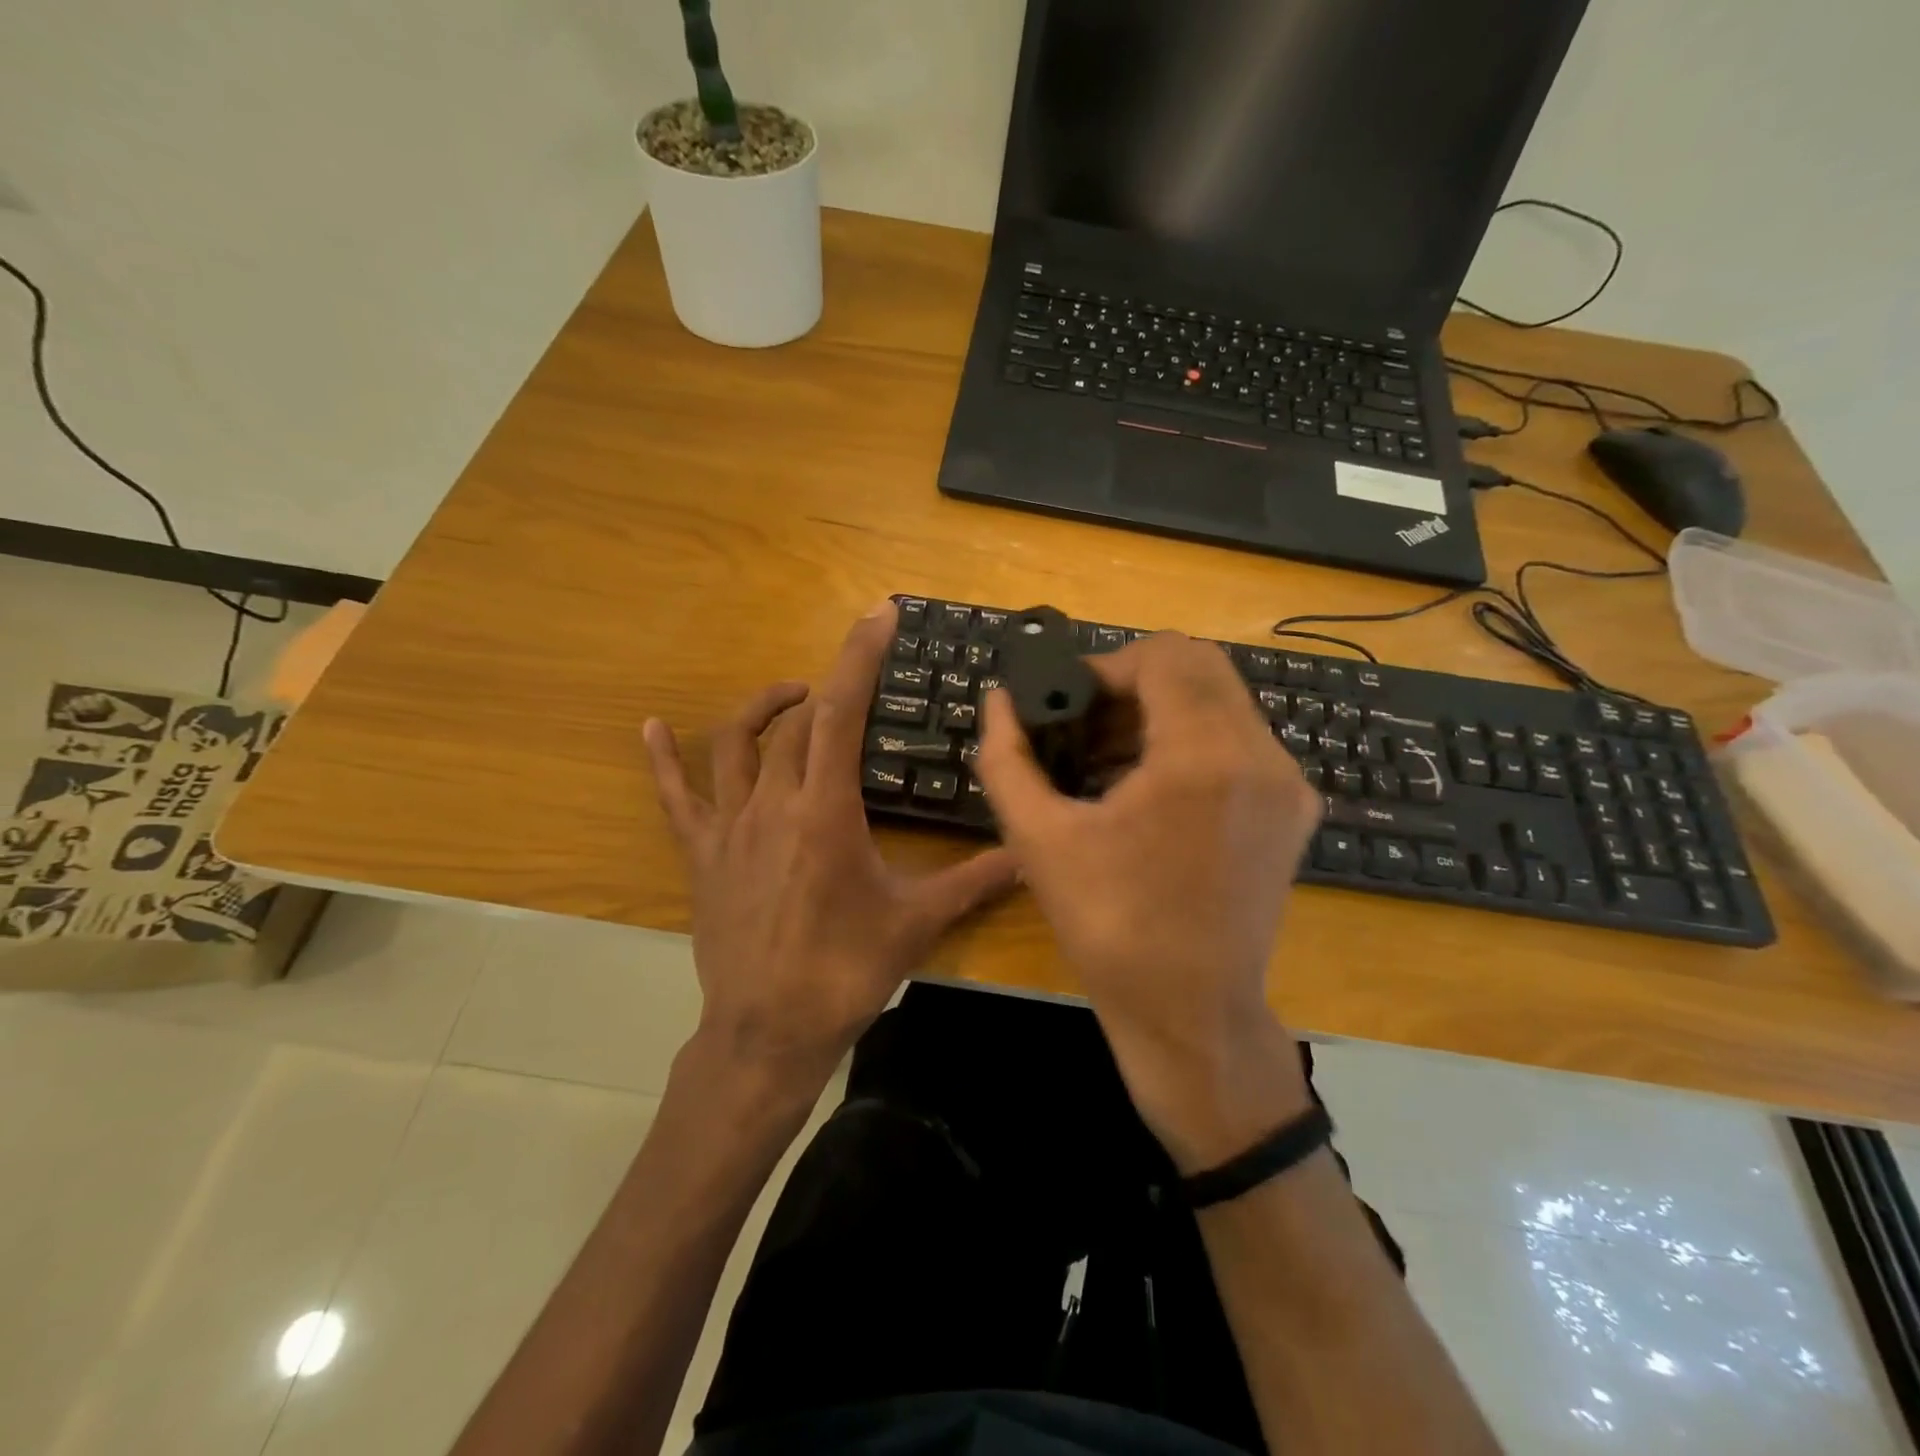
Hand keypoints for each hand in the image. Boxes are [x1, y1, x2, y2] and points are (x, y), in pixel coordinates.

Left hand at [644, 602, 1017, 1090]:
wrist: (767, 1033)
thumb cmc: (844, 972)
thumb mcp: (916, 922)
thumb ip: (974, 881)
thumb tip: (1028, 853)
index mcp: (826, 812)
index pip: (841, 714)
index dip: (858, 658)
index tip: (877, 615)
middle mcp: (773, 804)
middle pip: (796, 723)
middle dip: (826, 685)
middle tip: (855, 679)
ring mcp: (729, 827)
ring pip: (736, 744)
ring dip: (764, 708)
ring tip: (793, 695)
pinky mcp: (701, 855)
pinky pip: (674, 797)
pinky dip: (663, 759)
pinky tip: (650, 727)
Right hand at [975, 632, 1321, 1169]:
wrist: (1191, 1012)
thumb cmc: (1109, 927)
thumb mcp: (1038, 839)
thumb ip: (1006, 758)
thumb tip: (999, 702)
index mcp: (1202, 757)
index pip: (1166, 656)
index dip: (1108, 665)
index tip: (1070, 704)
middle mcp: (1261, 756)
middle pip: (1201, 665)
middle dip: (1137, 680)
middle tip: (1088, 722)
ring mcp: (1288, 783)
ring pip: (1223, 700)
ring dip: (1164, 709)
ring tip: (1111, 757)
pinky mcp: (1294, 810)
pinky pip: (1241, 740)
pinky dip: (1193, 739)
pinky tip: (1150, 787)